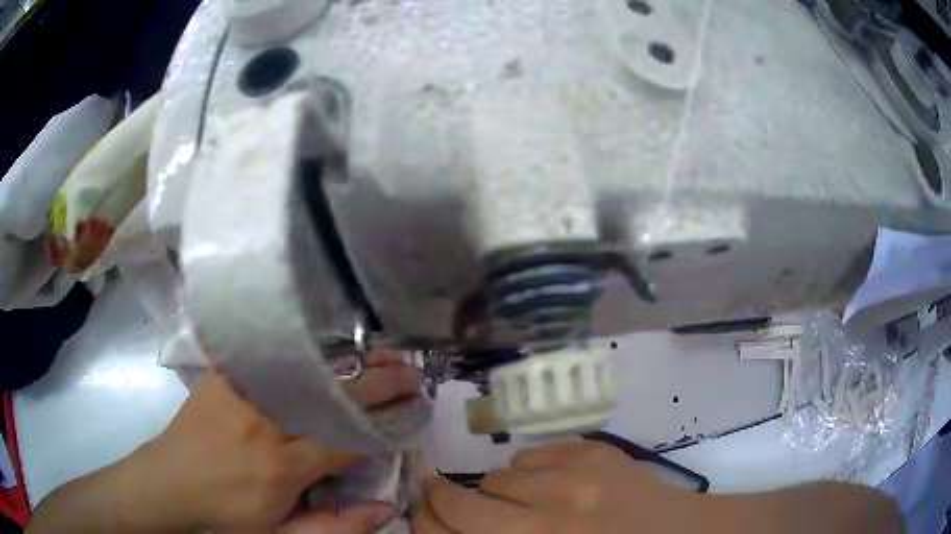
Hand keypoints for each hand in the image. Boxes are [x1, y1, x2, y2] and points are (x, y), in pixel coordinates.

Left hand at [116, 353, 420, 532]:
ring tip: (376, 355)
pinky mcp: (220, 377)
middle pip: (332, 398)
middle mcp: (265, 423)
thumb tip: (387, 508)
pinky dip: (286, 341)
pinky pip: (256, 351)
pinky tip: (310, 331)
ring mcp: (240, 394)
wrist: (168, 484)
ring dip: (345, 362)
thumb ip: (335, 525)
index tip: (411, 414)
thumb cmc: (226, 514)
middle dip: (379, 386)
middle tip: (411, 374)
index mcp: (282, 466)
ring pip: (303, 369)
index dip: (384, 427)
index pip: (347, 440)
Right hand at [412, 440, 697, 533]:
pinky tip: (556, 486)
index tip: (422, 513)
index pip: (454, 532)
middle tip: (447, 497)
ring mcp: (576, 480)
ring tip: (528, 503)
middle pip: (466, 502)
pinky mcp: (597, 452)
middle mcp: (547, 521)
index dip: (428, 522)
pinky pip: (535, 455)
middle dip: (445, 499)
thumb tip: (453, 528)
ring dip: (502, 491)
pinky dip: (534, 472)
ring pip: (501, 475)